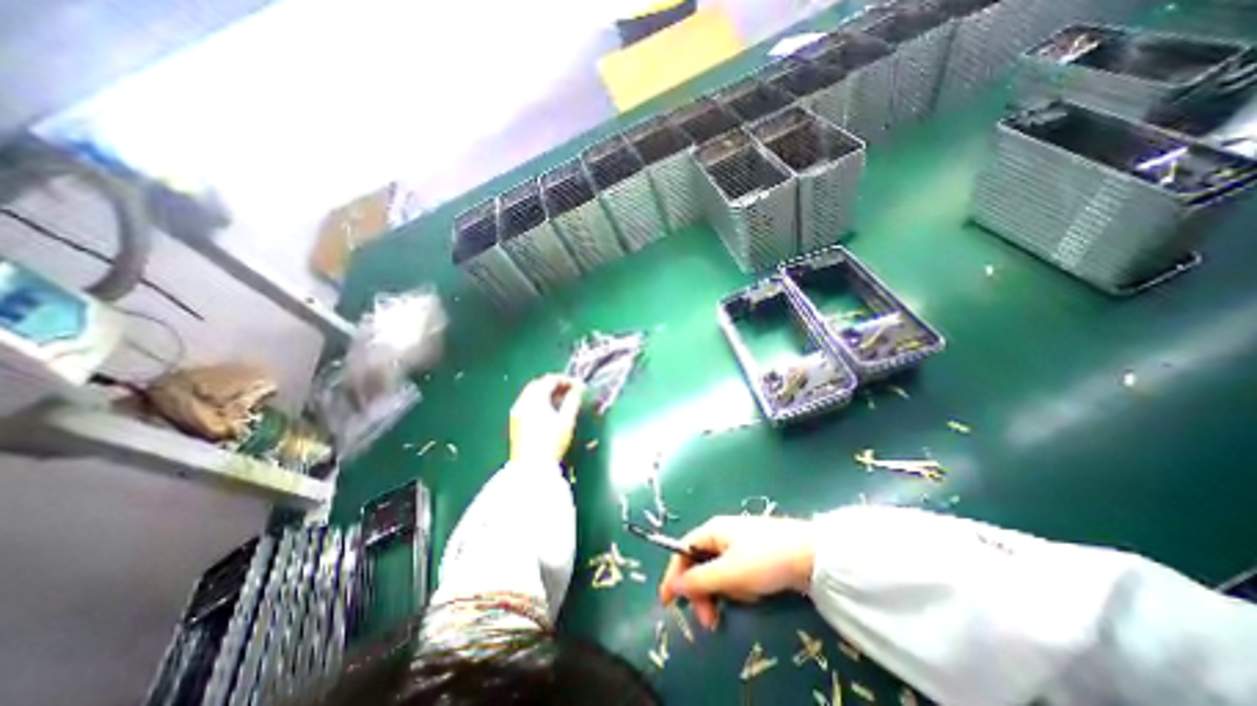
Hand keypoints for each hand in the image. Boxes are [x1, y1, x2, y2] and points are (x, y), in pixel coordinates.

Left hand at [508, 373, 586, 464]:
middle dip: (556, 384)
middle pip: (539, 384)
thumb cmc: (551, 442)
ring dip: (547, 393)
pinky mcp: (515, 422)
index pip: (550, 379)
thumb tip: (578, 389)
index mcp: (535, 398)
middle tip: (571, 391)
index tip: (579, 386)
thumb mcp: (566, 420)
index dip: (566, 379)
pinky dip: (540, 401)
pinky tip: (550, 411)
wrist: (530, 467)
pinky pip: (528, 403)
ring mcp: (517, 411)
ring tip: (563, 400)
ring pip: (532, 394)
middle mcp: (523, 401)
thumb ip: (573, 401)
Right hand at [659, 515, 814, 630]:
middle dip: (703, 593)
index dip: (674, 575)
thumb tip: (674, 585)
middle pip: (700, 564)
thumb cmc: (765, 559)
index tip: (667, 603)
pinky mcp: (754, 557)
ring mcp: (739, 545)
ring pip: (719, 574)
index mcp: (712, 531)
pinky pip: (736, 576)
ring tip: (745, 600)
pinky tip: (755, 593)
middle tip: (709, 621)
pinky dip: (741, 589)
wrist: (811, 555)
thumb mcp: (730, 573)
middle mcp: (722, 535)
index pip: (683, 550)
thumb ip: (699, 580)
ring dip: (726, 593)